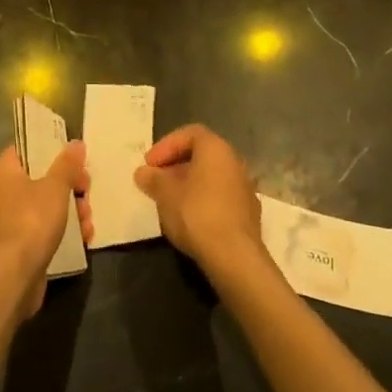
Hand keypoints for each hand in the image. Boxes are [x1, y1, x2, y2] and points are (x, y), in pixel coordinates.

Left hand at [0, 142, 91, 320]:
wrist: (13, 276)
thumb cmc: (30, 220)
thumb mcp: (55, 187)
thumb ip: (67, 164)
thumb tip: (76, 143)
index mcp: (2, 171)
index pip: (26, 148)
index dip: (51, 149)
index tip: (74, 158)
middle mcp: (1, 192)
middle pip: (40, 178)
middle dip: (69, 185)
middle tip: (87, 190)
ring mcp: (9, 220)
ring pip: (45, 204)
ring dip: (71, 209)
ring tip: (88, 219)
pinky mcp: (20, 244)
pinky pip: (44, 227)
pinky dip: (63, 229)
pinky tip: (84, 236)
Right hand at [134, 124, 264, 281]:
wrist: (235, 258)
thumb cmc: (197, 214)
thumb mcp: (165, 194)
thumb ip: (153, 179)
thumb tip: (143, 173)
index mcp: (216, 148)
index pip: (189, 134)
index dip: (166, 146)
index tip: (150, 164)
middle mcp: (235, 162)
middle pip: (201, 155)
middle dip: (176, 166)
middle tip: (157, 181)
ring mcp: (245, 188)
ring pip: (212, 177)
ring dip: (189, 184)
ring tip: (169, 201)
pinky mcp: (249, 214)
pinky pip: (221, 197)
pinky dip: (203, 200)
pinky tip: (190, 219)